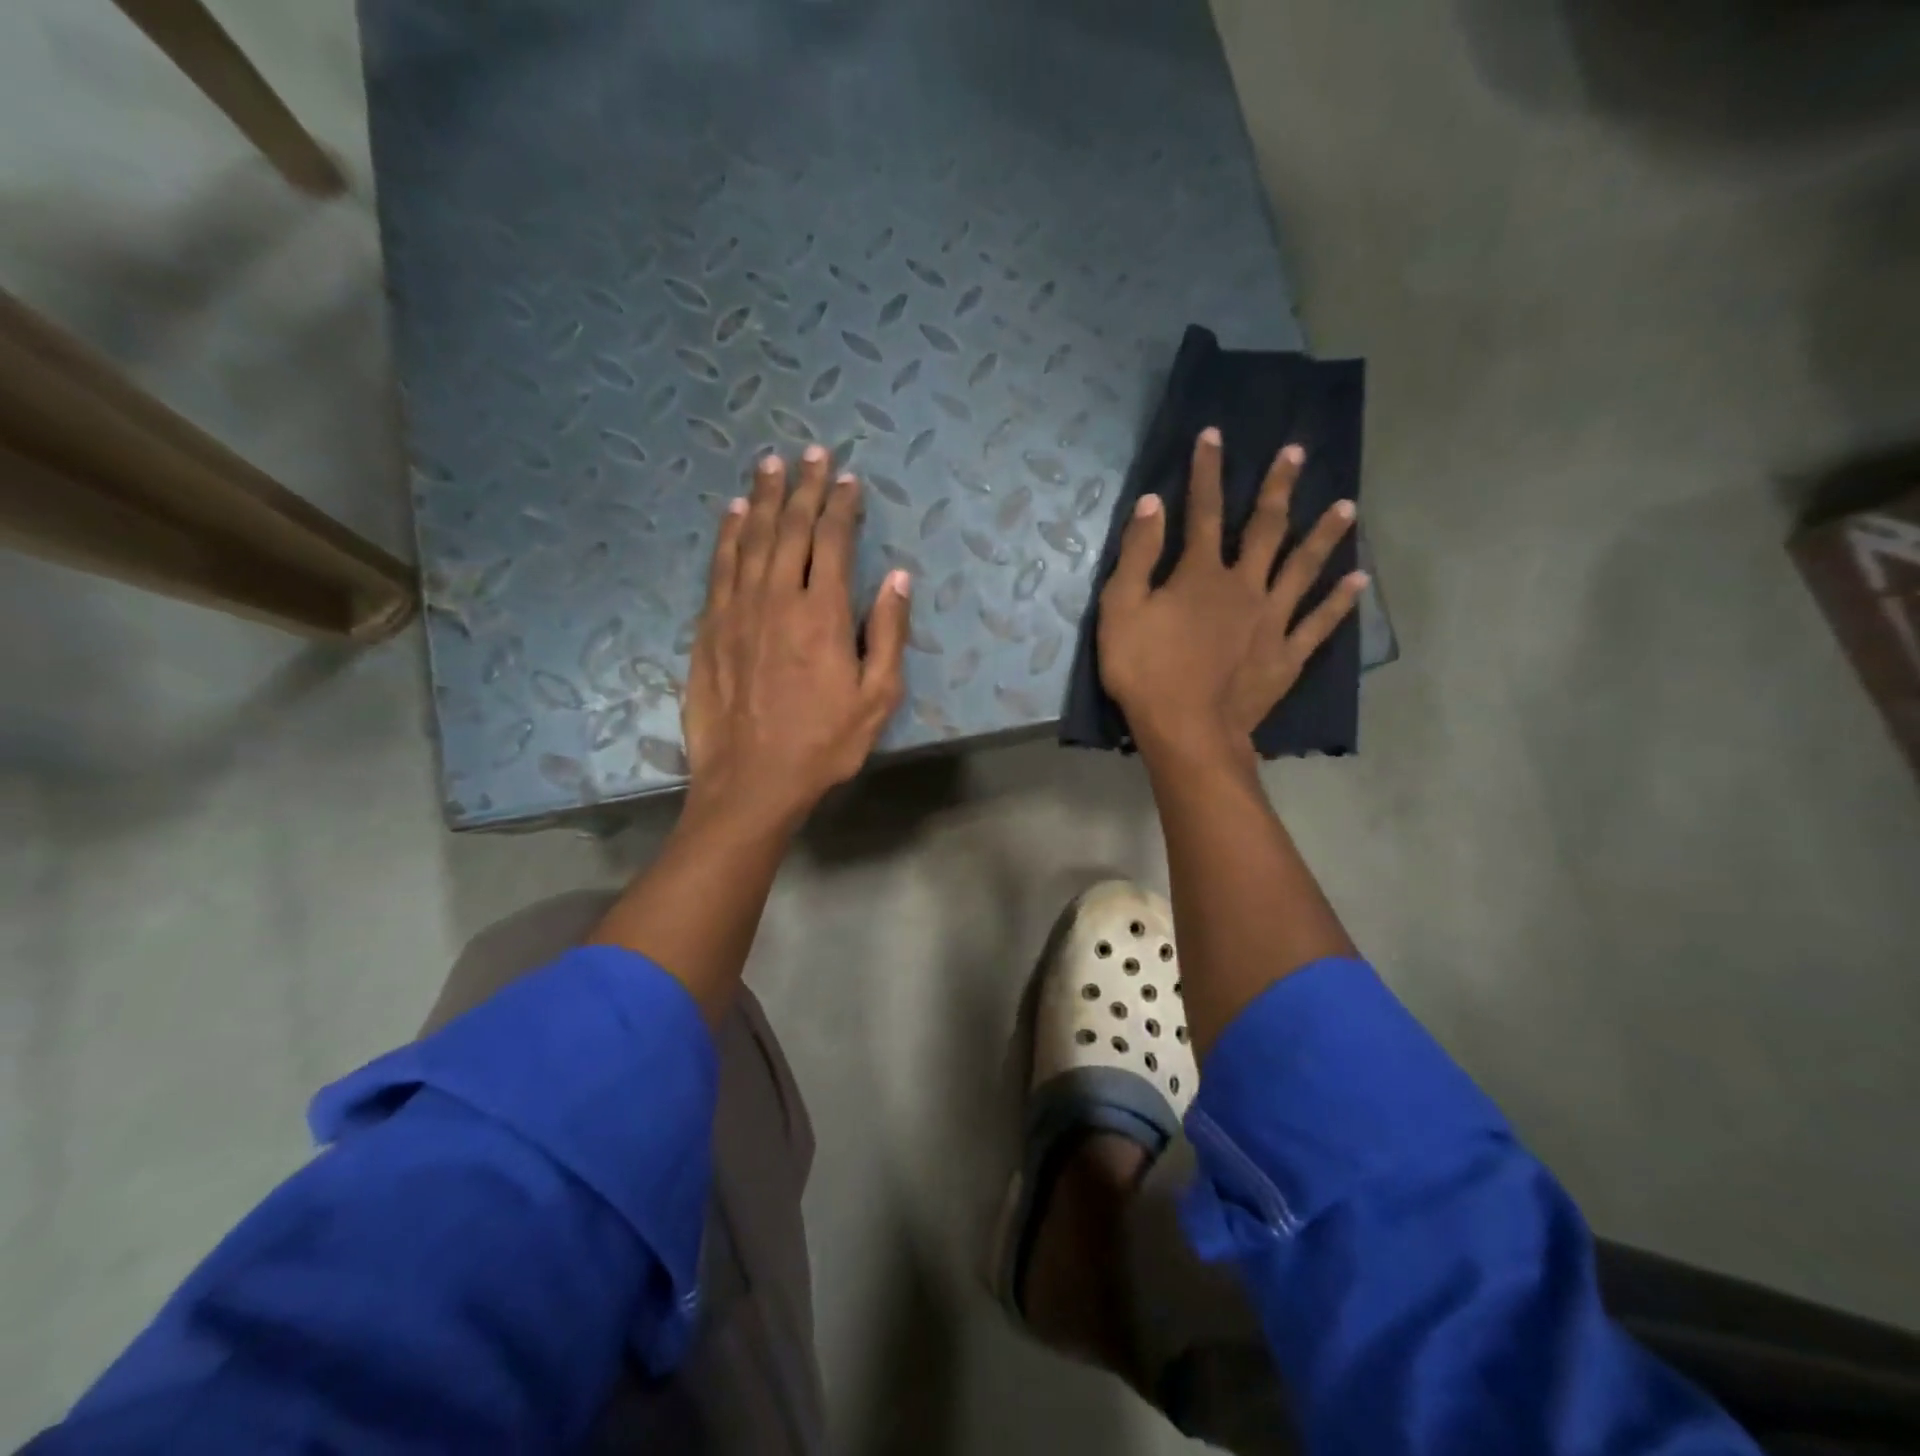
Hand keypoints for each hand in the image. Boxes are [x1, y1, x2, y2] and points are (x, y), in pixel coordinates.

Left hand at [681, 445, 910, 833]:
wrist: (752, 782)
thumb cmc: (824, 744)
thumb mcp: (878, 698)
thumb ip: (888, 633)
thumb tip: (897, 577)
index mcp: (823, 615)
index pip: (833, 542)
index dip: (842, 506)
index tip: (848, 479)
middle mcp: (777, 599)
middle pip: (790, 528)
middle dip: (804, 487)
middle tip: (811, 452)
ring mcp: (737, 610)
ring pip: (750, 538)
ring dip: (762, 498)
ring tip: (771, 464)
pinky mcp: (709, 628)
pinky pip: (719, 567)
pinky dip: (727, 534)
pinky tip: (732, 512)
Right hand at [1097, 427, 1366, 760]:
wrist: (1186, 731)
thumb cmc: (1144, 672)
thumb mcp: (1121, 611)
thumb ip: (1137, 556)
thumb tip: (1152, 504)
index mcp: (1201, 574)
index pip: (1202, 511)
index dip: (1205, 471)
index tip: (1213, 435)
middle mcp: (1244, 586)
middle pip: (1265, 528)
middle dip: (1277, 488)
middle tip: (1296, 453)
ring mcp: (1271, 620)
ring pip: (1303, 568)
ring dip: (1324, 535)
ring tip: (1347, 506)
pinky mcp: (1286, 655)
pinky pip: (1319, 623)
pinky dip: (1340, 601)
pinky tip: (1360, 580)